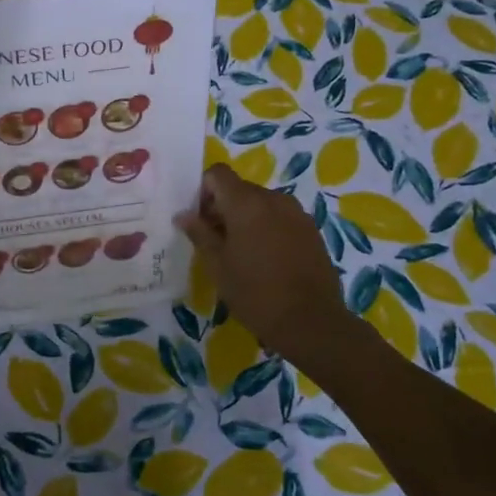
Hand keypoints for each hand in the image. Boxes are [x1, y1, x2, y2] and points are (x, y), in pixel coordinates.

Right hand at [175, 163, 352, 369]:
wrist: (312, 322)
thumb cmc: (256, 293)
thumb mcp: (218, 266)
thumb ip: (200, 234)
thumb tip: (183, 215)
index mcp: (246, 203)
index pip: (218, 173)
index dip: (204, 190)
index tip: (200, 220)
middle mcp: (273, 199)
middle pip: (240, 188)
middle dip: (224, 207)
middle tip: (216, 241)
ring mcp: (297, 213)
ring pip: (262, 204)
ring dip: (247, 218)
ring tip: (243, 253)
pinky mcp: (312, 230)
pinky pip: (281, 217)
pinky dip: (268, 228)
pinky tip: (267, 260)